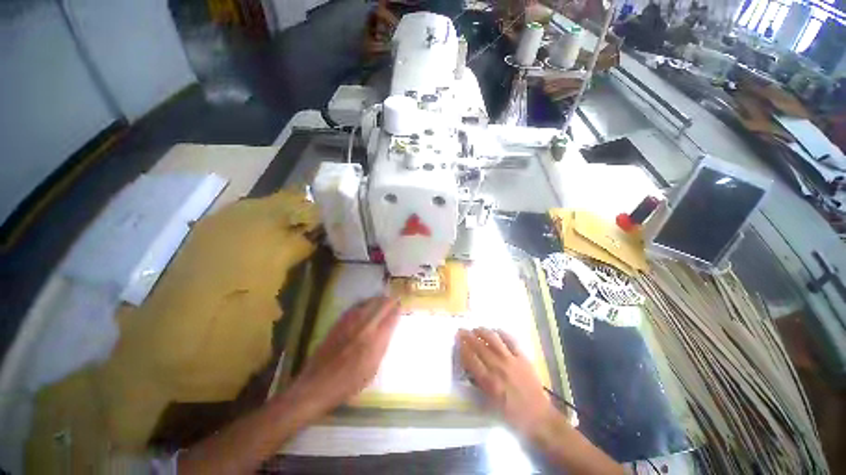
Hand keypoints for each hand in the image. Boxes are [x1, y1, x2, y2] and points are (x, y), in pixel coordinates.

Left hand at [286, 296, 400, 419]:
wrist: (318, 384)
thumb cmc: (349, 384)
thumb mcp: (372, 369)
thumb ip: (381, 346)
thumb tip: (387, 330)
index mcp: (375, 341)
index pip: (391, 318)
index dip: (397, 310)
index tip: (401, 306)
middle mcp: (365, 327)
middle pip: (381, 306)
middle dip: (390, 301)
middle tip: (395, 300)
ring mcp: (351, 322)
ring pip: (369, 303)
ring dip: (378, 299)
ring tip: (383, 299)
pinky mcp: (340, 322)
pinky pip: (356, 306)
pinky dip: (365, 302)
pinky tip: (367, 304)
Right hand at [456, 328, 557, 436]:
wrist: (539, 418)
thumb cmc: (511, 416)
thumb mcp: (489, 405)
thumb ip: (478, 385)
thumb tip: (470, 369)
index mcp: (488, 382)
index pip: (470, 358)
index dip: (462, 347)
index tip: (457, 340)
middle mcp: (498, 367)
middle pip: (479, 346)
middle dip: (468, 336)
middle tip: (461, 330)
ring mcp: (511, 360)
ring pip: (493, 339)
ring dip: (482, 331)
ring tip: (476, 328)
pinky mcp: (522, 357)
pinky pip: (510, 340)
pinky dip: (501, 333)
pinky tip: (496, 331)